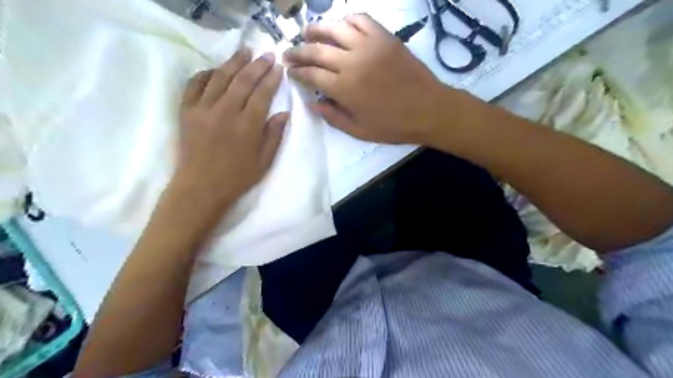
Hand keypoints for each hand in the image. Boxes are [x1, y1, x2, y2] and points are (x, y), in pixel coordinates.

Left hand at [172, 47, 286, 211]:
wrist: (200, 188)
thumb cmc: (236, 178)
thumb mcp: (264, 162)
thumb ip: (274, 136)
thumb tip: (284, 113)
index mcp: (247, 126)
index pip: (262, 94)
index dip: (272, 79)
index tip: (279, 68)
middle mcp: (225, 112)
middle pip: (242, 80)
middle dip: (257, 65)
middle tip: (267, 55)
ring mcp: (202, 109)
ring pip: (219, 77)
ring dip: (233, 62)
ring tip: (244, 52)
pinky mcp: (186, 111)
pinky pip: (194, 84)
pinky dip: (205, 74)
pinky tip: (215, 70)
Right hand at [283, 14, 445, 143]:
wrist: (428, 110)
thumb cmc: (393, 125)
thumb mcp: (360, 130)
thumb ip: (333, 117)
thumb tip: (312, 105)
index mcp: (344, 88)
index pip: (311, 75)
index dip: (297, 72)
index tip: (289, 72)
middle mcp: (352, 62)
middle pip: (317, 50)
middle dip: (298, 51)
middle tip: (288, 53)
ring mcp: (369, 46)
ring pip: (335, 29)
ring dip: (317, 29)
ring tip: (308, 33)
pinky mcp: (385, 37)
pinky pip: (362, 20)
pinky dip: (347, 20)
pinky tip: (342, 27)